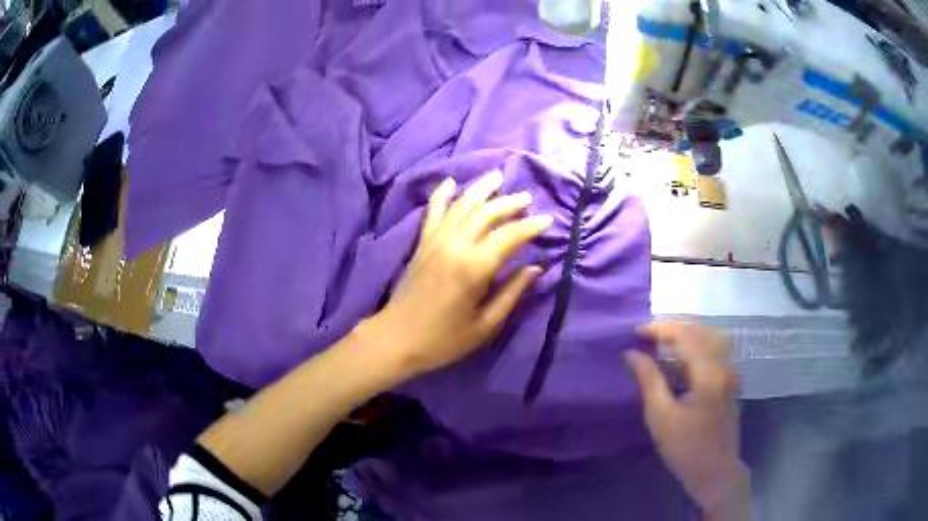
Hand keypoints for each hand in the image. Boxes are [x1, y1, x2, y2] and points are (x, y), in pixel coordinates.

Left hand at [366, 171, 551, 378]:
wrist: (397, 339)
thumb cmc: (444, 339)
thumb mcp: (485, 325)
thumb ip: (511, 293)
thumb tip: (535, 268)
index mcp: (474, 268)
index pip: (509, 236)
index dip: (530, 226)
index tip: (547, 220)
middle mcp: (455, 246)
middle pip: (486, 213)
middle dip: (509, 203)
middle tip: (526, 198)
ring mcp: (435, 241)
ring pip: (461, 205)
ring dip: (481, 189)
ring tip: (497, 177)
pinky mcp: (421, 244)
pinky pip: (433, 212)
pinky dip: (442, 194)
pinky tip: (450, 181)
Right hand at [625, 321, 748, 517]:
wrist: (715, 472)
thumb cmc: (686, 448)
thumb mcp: (661, 416)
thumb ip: (648, 380)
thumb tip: (631, 354)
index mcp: (709, 373)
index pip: (686, 335)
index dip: (660, 329)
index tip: (636, 331)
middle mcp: (723, 366)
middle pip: (701, 330)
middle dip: (673, 327)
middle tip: (647, 334)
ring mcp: (729, 374)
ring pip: (709, 339)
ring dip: (685, 335)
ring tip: (661, 342)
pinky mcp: (728, 383)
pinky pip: (712, 352)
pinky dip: (694, 348)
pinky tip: (678, 361)